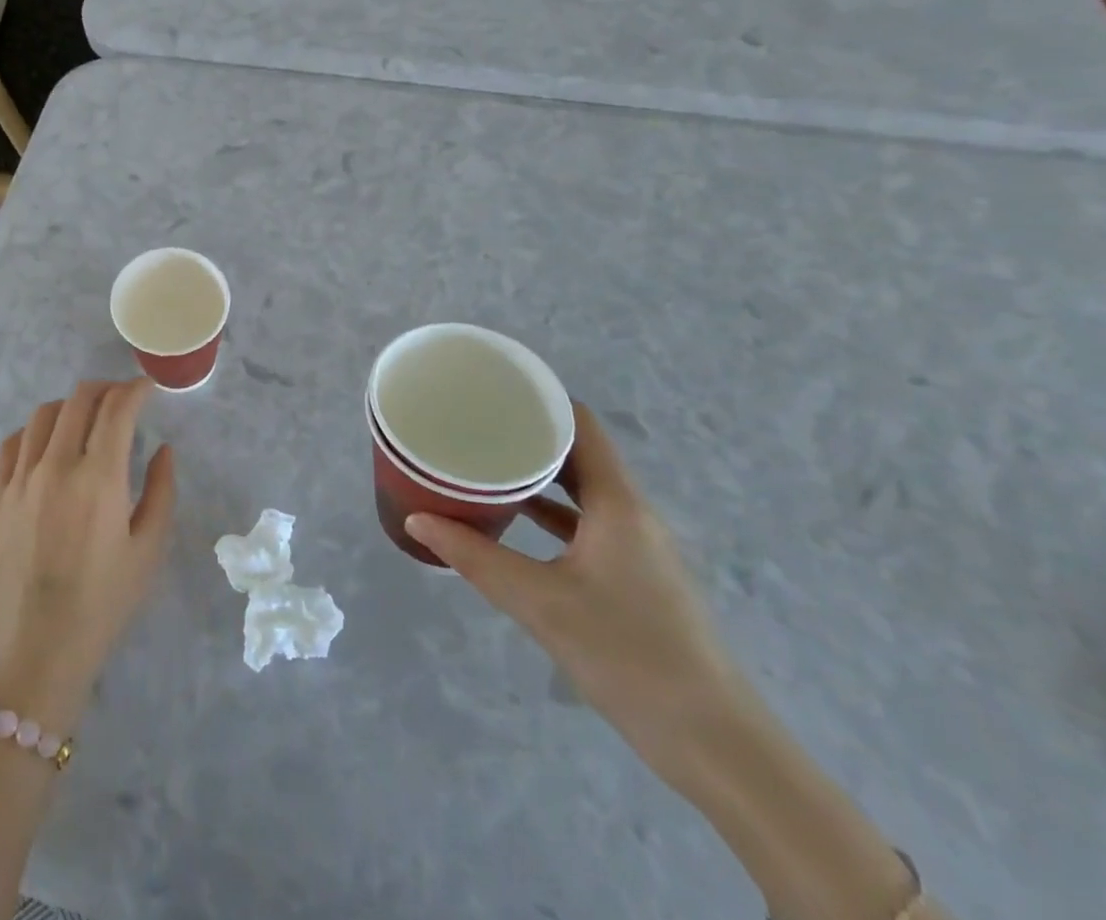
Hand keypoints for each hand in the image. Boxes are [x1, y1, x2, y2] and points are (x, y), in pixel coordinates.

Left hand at [0, 379, 176, 733]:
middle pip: (79, 399)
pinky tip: (47, 445)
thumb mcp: (148, 551)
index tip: (148, 389)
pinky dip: (34, 431)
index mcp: (99, 478)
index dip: (136, 390)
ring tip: (86, 419)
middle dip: (106, 389)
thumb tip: (163, 449)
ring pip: (44, 414)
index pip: (117, 409)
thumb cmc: (102, 605)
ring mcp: (20, 478)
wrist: (35, 652)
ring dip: (71, 406)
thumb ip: (161, 491)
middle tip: (122, 399)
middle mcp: (56, 466)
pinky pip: (12, 443)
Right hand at [406, 404, 749, 785]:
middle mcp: (631, 514)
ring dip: (537, 474)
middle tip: (474, 421)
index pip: (582, 425)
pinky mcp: (632, 577)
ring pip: (581, 491)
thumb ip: (475, 557)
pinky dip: (549, 513)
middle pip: (579, 453)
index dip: (541, 398)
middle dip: (528, 434)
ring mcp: (635, 547)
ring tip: (484, 460)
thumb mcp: (540, 602)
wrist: (715, 745)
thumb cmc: (628, 655)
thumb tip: (416, 517)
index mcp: (618, 504)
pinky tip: (511, 520)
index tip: (493, 387)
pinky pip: (584, 525)